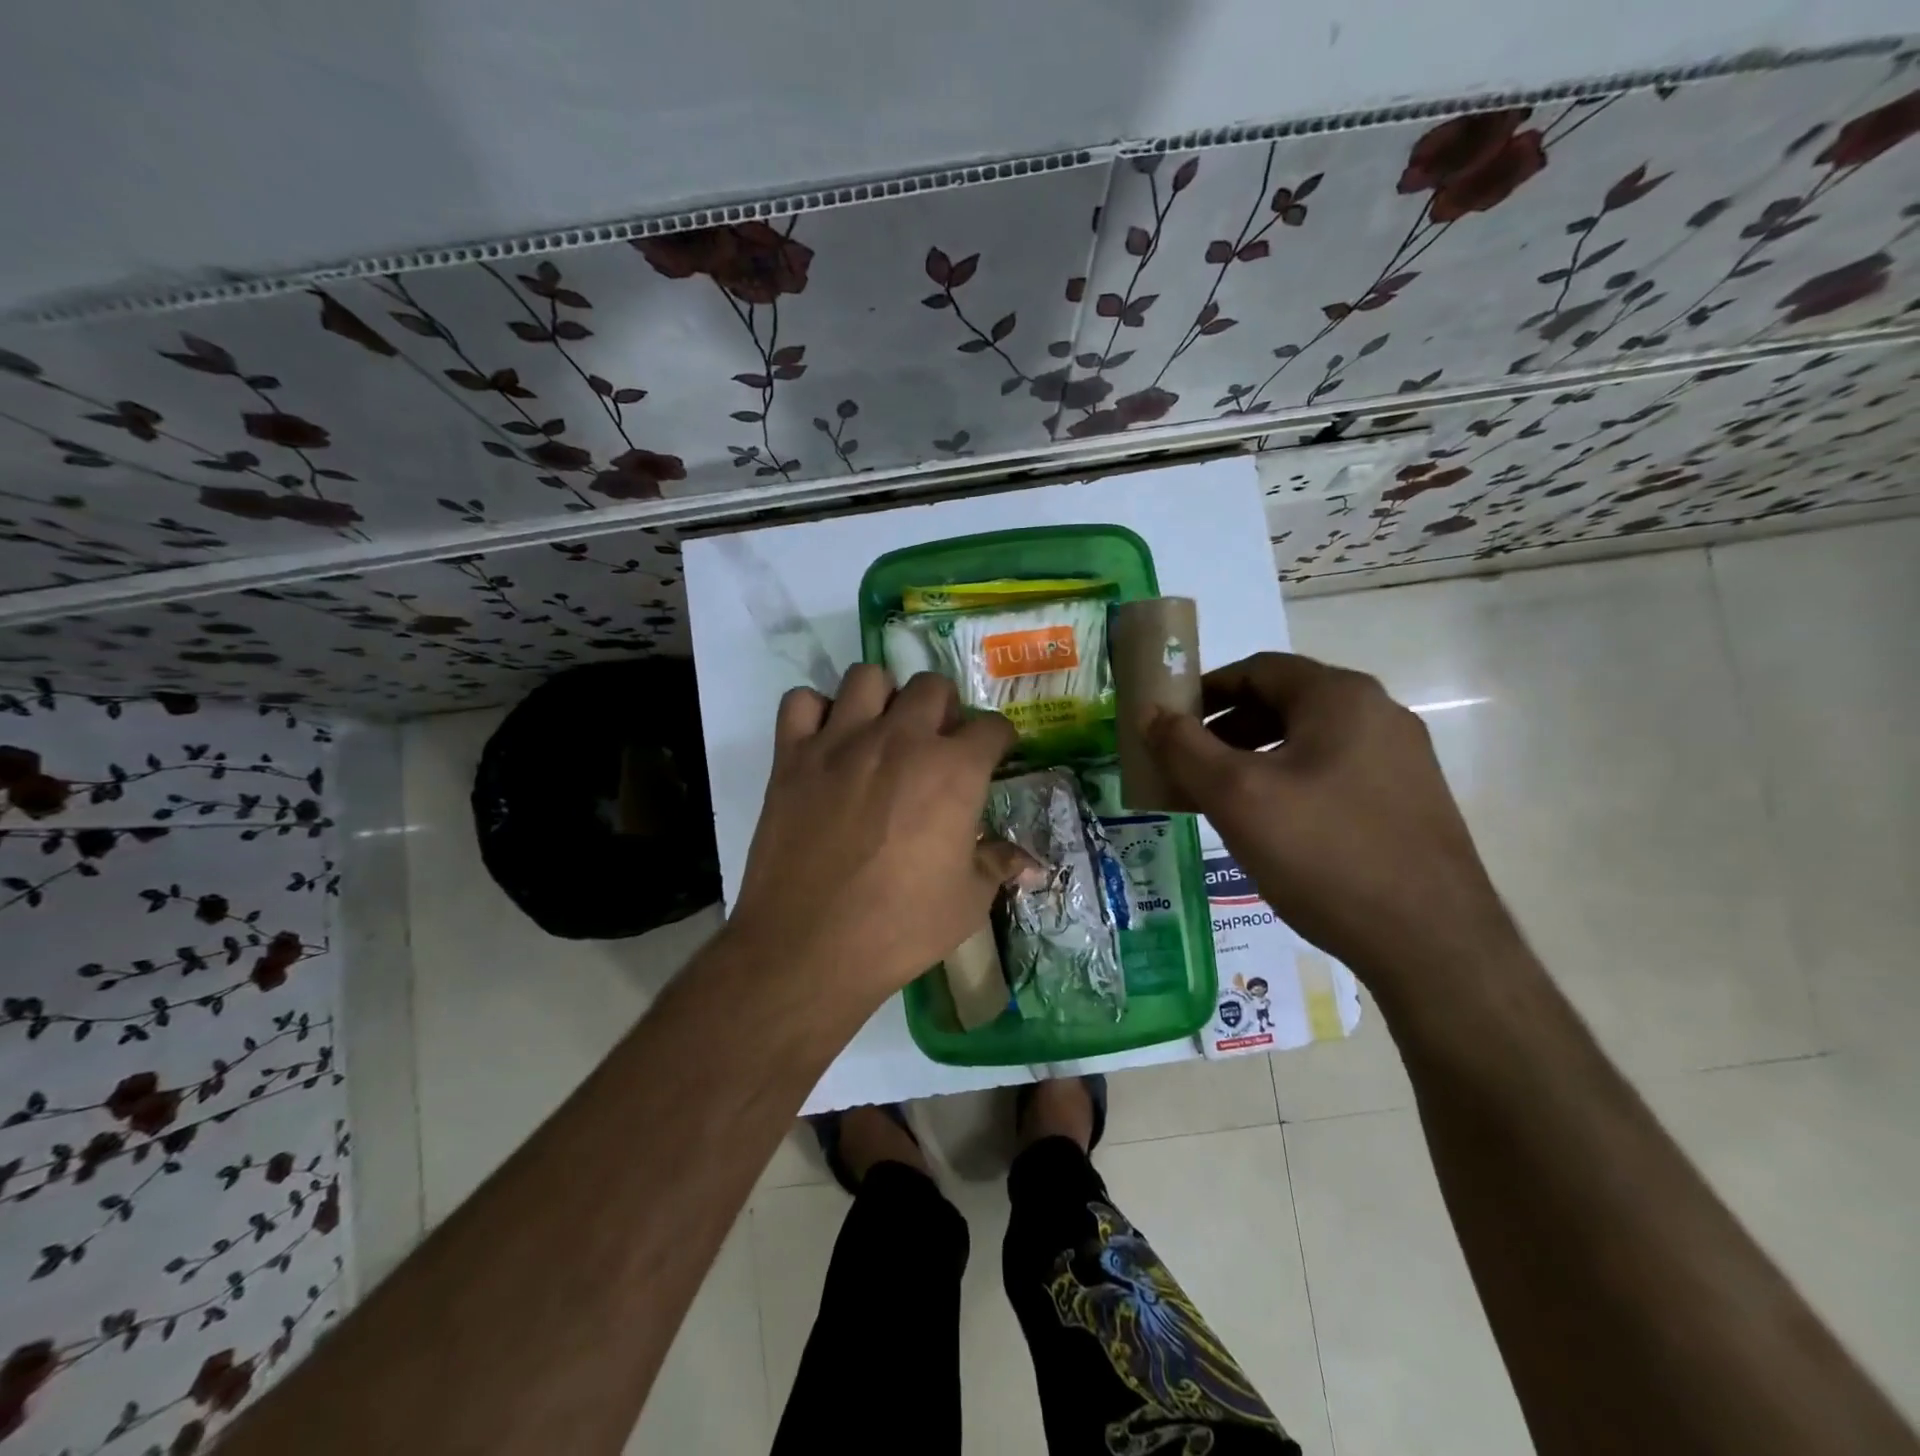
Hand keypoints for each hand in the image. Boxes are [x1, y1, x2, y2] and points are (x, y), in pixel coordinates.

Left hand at [728, 666, 1025, 1010]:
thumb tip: (1033, 863)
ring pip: (867, 677)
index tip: (995, 755)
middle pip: (932, 686)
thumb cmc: (901, 927)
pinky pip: (801, 702)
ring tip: (882, 732)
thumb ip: (998, 865)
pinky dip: (815, 712)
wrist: (810, 948)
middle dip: (944, 709)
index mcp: (953, 770)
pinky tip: (826, 742)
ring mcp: (841, 742)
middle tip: (938, 744)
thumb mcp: (968, 902)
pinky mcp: (793, 756)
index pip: (992, 726)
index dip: (999, 739)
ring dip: (882, 698)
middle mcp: (900, 739)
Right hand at [1145, 652, 1516, 990]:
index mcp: (1340, 697)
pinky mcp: (1408, 800)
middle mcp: (1379, 714)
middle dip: (1226, 728)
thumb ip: (1184, 748)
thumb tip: (1150, 712)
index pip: (1258, 669)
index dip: (1205, 689)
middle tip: (1186, 763)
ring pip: (1308, 740)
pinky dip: (1289, 781)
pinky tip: (1271, 824)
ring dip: (1254, 757)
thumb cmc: (1323, 853)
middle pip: (1284, 702)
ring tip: (1220, 797)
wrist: (1431, 943)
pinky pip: (1333, 772)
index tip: (1169, 720)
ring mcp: (1401, 759)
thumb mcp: (1236, 797)